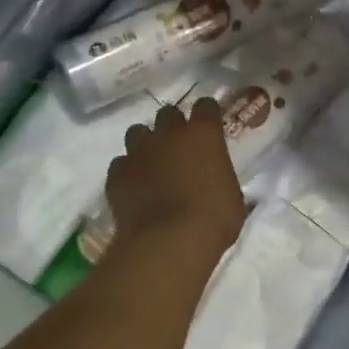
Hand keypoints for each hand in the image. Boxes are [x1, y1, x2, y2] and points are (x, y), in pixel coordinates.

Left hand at [104, 99, 244, 260]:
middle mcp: (168, 134)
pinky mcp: (116, 174)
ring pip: (137, 133)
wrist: (168, 242)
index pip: (206, 106)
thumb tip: (214, 179)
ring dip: (146, 144)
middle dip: (173, 127)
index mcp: (203, 135)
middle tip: (179, 148)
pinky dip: (127, 172)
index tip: (210, 125)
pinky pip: (120, 164)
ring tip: (152, 164)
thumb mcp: (231, 197)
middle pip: (168, 114)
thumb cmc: (213, 220)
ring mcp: (138, 152)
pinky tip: (134, 188)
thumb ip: (219, 177)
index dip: (208, 115)